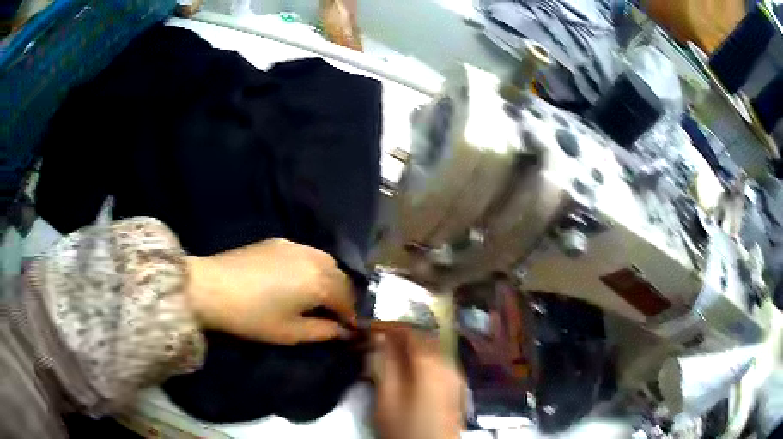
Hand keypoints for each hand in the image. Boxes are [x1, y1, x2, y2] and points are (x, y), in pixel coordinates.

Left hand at [187, 238, 356, 343]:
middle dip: (344, 296)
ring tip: (320, 296)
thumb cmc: (252, 317)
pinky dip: (314, 267)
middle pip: (341, 277)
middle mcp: (313, 258)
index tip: (349, 330)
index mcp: (320, 282)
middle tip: (336, 315)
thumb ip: (323, 331)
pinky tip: (300, 279)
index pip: (347, 300)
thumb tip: (343, 331)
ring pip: (326, 261)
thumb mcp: (290, 333)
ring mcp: (296, 246)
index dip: (351, 317)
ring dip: (331, 279)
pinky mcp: (279, 242)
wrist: (212, 288)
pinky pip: (308, 253)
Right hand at [371, 327, 464, 438]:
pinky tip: (409, 367)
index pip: (409, 331)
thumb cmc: (406, 426)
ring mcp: (455, 373)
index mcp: (430, 362)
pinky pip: (439, 359)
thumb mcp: (387, 398)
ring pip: (432, 347)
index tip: (368, 327)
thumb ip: (384, 364)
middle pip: (424, 336)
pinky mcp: (456, 384)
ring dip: (411, 345)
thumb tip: (379, 337)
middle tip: (377, 338)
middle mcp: (448, 361)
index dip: (387, 326)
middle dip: (400, 334)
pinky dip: (422, 356)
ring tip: (389, 352)